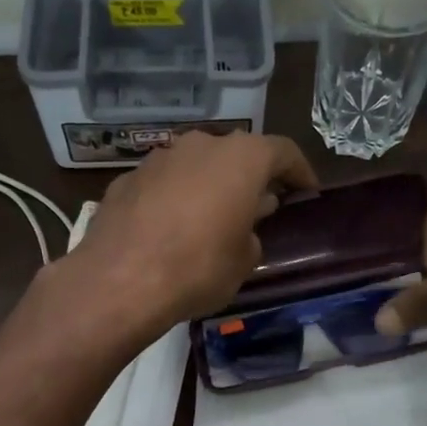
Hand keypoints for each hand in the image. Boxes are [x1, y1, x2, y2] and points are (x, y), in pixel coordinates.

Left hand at [64, 130, 319, 334]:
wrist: (120, 280)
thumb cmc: (198, 268)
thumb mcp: (243, 261)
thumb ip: (251, 235)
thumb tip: (243, 226)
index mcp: (241, 158)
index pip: (282, 152)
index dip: (299, 171)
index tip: (307, 190)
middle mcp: (200, 145)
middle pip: (235, 155)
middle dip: (249, 178)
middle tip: (258, 206)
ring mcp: (158, 158)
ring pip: (195, 165)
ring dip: (208, 185)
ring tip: (211, 217)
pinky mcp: (126, 179)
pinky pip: (163, 184)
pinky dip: (173, 198)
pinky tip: (170, 228)